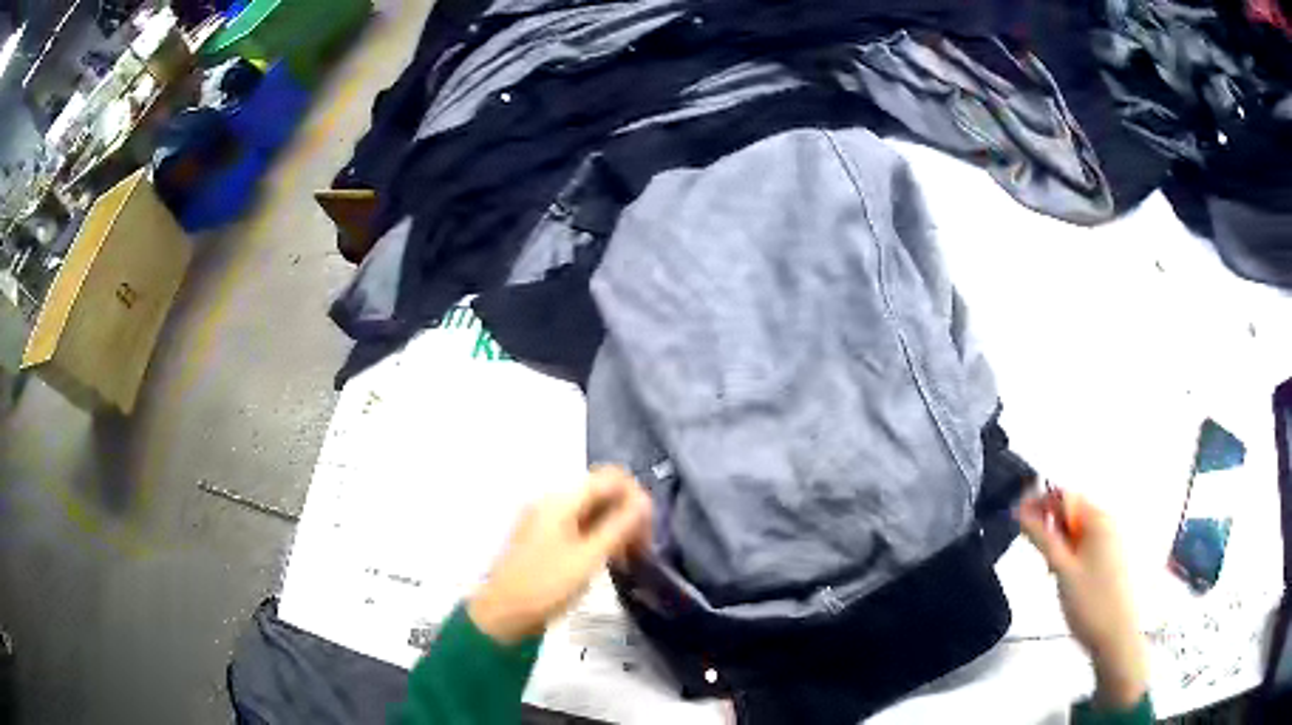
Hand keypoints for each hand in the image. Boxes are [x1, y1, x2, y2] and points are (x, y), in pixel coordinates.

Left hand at [468, 466, 652, 643]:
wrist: (502, 615)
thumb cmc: (546, 587)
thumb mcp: (588, 558)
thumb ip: (619, 527)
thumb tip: (645, 501)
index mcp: (561, 501)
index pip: (610, 478)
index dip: (636, 496)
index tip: (649, 528)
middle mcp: (552, 501)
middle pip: (602, 492)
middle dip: (628, 513)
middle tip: (643, 547)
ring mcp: (546, 519)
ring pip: (593, 510)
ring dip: (616, 526)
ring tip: (630, 557)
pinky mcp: (545, 537)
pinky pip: (580, 525)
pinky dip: (599, 536)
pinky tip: (610, 559)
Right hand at [1019, 491, 1147, 709]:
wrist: (1115, 636)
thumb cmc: (1090, 601)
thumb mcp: (1062, 569)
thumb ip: (1042, 538)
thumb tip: (1021, 511)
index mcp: (1098, 518)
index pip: (1065, 496)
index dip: (1039, 503)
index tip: (1015, 517)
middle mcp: (1107, 523)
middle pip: (1072, 512)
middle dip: (1049, 525)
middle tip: (1030, 548)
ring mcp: (1110, 542)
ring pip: (1076, 531)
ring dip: (1058, 543)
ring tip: (1047, 568)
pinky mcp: (1109, 560)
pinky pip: (1084, 545)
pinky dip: (1069, 554)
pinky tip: (1062, 576)